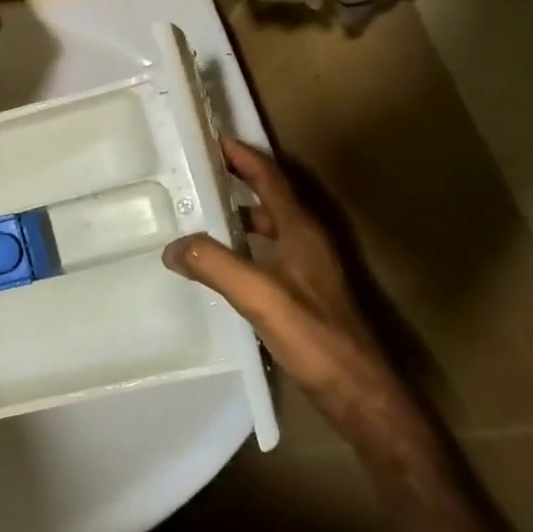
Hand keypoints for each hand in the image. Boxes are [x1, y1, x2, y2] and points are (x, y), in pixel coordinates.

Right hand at [164, 140, 431, 458]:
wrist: (360, 393)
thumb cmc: (314, 337)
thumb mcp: (258, 296)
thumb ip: (213, 265)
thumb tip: (172, 246)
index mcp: (301, 230)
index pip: (271, 178)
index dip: (244, 156)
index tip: (213, 139)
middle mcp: (308, 240)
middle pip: (272, 195)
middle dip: (239, 177)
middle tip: (200, 170)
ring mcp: (310, 266)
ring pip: (272, 223)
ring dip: (242, 210)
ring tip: (204, 209)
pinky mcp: (306, 290)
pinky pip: (270, 249)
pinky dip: (246, 240)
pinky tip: (224, 258)